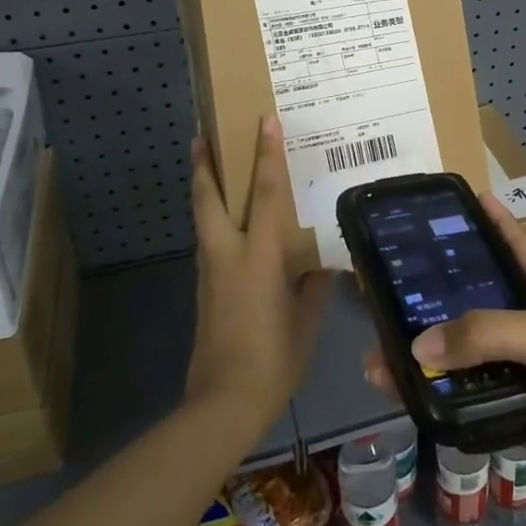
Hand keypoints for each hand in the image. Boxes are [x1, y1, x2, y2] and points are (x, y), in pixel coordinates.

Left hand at [187, 117, 332, 429]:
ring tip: (211, 171)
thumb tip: (322, 265)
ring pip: (203, 221)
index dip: (266, 155)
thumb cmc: (273, 360)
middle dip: (204, 166)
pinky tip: (229, 229)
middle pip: (209, 200)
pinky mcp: (203, 292)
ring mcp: (210, 274)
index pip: (265, 195)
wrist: (222, 404)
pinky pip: (208, 245)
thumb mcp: (306, 322)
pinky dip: (213, 223)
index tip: (264, 121)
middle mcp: (227, 256)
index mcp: (258, 258)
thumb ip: (313, 287)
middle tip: (202, 136)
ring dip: (204, 191)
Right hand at [364, 195, 525, 525]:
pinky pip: (472, 407)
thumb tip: (418, 347)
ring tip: (379, 356)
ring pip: (468, 361)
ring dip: (430, 361)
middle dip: (438, 300)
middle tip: (386, 292)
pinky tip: (406, 399)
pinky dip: (443, 404)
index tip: (455, 202)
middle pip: (479, 308)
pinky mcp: (519, 419)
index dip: (490, 223)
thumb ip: (488, 334)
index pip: (515, 247)